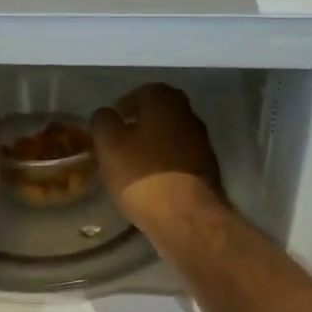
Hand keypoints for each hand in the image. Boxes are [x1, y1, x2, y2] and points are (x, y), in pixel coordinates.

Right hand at [89, 83, 223, 235]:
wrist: (186, 217)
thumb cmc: (142, 175)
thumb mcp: (108, 146)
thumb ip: (103, 122)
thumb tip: (107, 114)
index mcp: (164, 101)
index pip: (140, 93)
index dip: (122, 108)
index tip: (109, 127)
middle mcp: (188, 114)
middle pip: (158, 114)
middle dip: (139, 126)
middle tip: (119, 145)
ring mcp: (202, 142)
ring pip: (170, 137)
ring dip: (153, 146)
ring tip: (133, 167)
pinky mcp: (207, 170)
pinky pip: (179, 159)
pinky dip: (165, 165)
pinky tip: (152, 183)